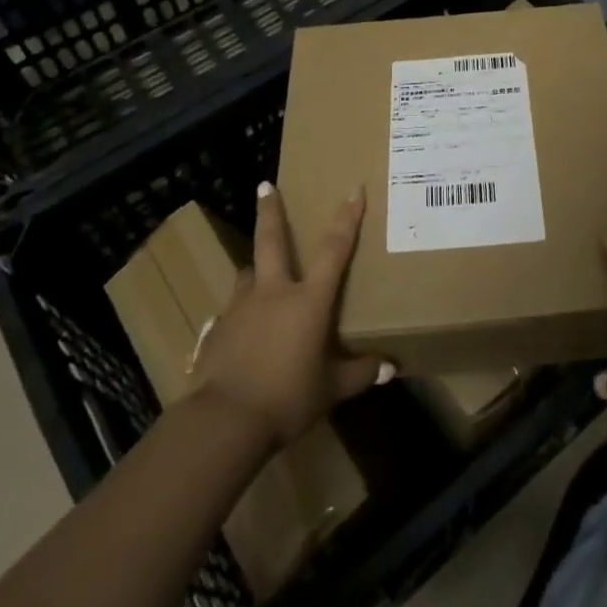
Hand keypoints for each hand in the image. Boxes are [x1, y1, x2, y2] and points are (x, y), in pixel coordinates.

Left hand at [190, 183, 391, 451]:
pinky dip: (239, 314)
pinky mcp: (216, 331)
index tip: (353, 189)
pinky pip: (231, 312)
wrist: (224, 421)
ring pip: (247, 274)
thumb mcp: (331, 390)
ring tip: (259, 274)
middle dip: (270, 211)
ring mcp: (240, 309)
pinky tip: (240, 332)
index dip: (347, 218)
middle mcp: (272, 293)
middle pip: (271, 241)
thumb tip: (390, 369)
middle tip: (265, 185)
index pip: (334, 250)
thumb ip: (359, 375)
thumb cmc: (287, 398)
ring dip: (255, 269)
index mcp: (307, 300)